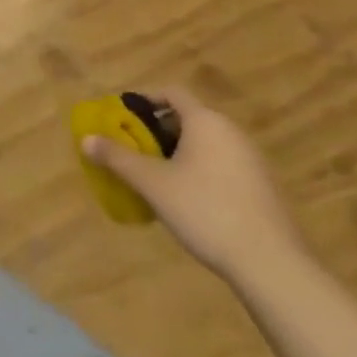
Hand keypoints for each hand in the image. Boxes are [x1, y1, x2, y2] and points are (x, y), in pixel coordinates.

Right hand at [84, 88, 306, 284]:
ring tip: (154, 176)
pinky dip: (198, 170)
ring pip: (204, 143)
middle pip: (188, 118)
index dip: (144, 99)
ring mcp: (251, 160)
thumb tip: (86, 139)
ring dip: (177, 152)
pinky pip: (220, 164)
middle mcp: (231, 133)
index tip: (122, 116)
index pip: (172, 93)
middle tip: (132, 149)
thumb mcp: (152, 183)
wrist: (270, 262)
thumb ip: (117, 157)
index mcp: (206, 122)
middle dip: (156, 130)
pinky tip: (186, 199)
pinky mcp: (260, 187)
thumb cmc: (205, 209)